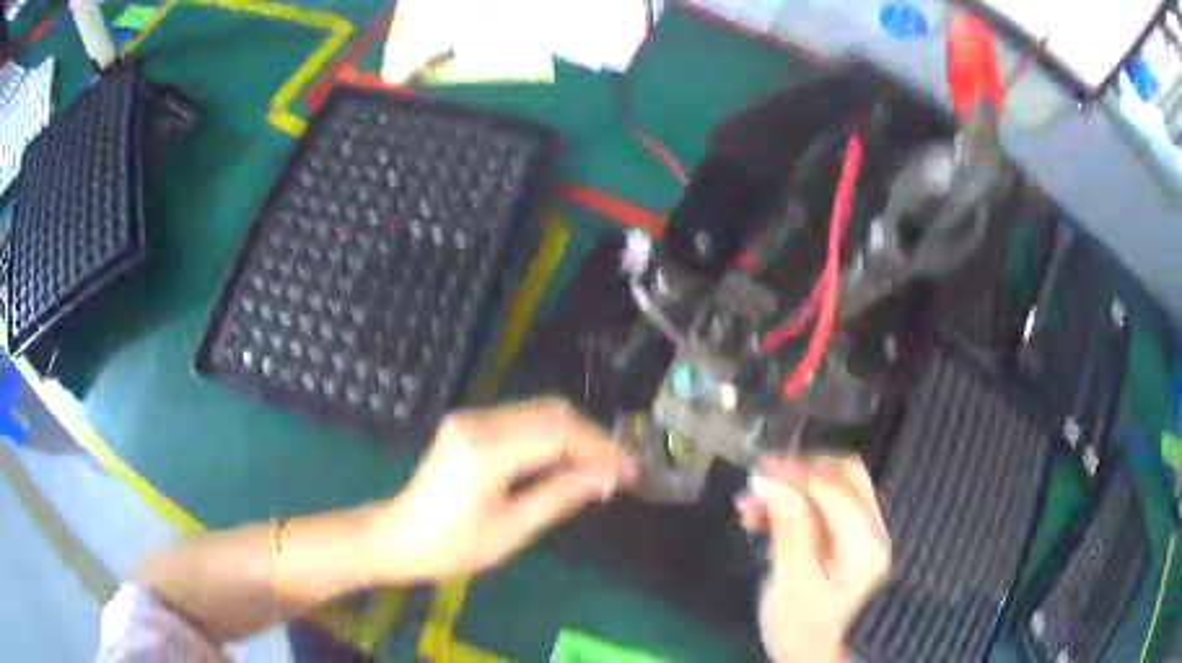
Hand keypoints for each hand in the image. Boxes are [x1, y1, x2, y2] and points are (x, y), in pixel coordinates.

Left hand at [367, 398, 637, 582]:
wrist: (400, 537)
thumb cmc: (453, 546)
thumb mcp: (511, 531)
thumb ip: (559, 497)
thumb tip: (607, 478)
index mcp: (485, 451)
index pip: (557, 434)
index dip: (600, 449)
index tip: (631, 471)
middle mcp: (477, 422)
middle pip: (551, 413)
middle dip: (592, 438)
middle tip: (620, 470)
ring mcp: (471, 418)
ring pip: (539, 411)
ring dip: (575, 435)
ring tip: (600, 468)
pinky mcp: (469, 423)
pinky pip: (522, 420)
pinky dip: (552, 436)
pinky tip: (567, 461)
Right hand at [736, 456, 890, 662]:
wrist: (823, 661)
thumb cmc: (807, 630)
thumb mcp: (792, 583)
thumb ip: (789, 527)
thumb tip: (771, 481)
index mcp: (864, 540)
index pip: (835, 485)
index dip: (796, 473)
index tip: (757, 473)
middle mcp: (872, 529)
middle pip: (843, 477)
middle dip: (799, 474)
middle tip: (758, 483)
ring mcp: (865, 537)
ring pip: (834, 492)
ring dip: (796, 491)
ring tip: (752, 510)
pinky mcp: (851, 547)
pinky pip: (829, 512)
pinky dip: (800, 509)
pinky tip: (770, 523)